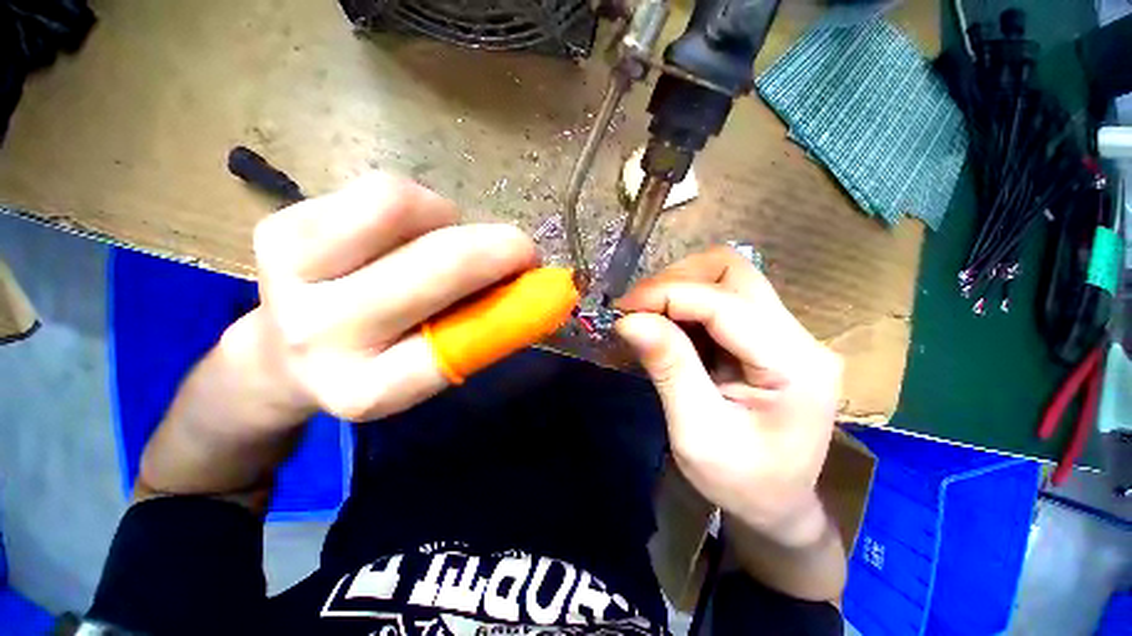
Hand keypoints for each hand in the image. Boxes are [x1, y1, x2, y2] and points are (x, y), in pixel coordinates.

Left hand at [237, 172, 535, 423]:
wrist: (284, 355)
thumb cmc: (378, 360)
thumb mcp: (434, 366)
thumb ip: (482, 330)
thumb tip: (536, 288)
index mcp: (368, 388)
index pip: (458, 343)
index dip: (513, 303)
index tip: (539, 280)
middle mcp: (322, 335)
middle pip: (437, 262)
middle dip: (498, 247)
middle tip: (520, 248)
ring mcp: (287, 275)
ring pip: (398, 203)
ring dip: (448, 217)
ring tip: (444, 236)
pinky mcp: (276, 227)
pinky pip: (376, 190)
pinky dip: (414, 203)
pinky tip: (405, 228)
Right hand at [615, 246, 841, 543]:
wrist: (777, 504)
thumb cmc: (741, 482)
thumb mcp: (696, 433)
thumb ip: (668, 368)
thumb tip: (629, 319)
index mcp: (794, 365)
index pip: (724, 302)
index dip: (667, 294)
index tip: (623, 308)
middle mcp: (799, 336)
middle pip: (733, 270)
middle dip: (676, 280)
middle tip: (637, 308)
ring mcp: (787, 332)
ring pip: (726, 277)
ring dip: (679, 288)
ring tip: (648, 316)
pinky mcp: (769, 335)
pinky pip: (722, 298)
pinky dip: (686, 303)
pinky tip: (667, 325)